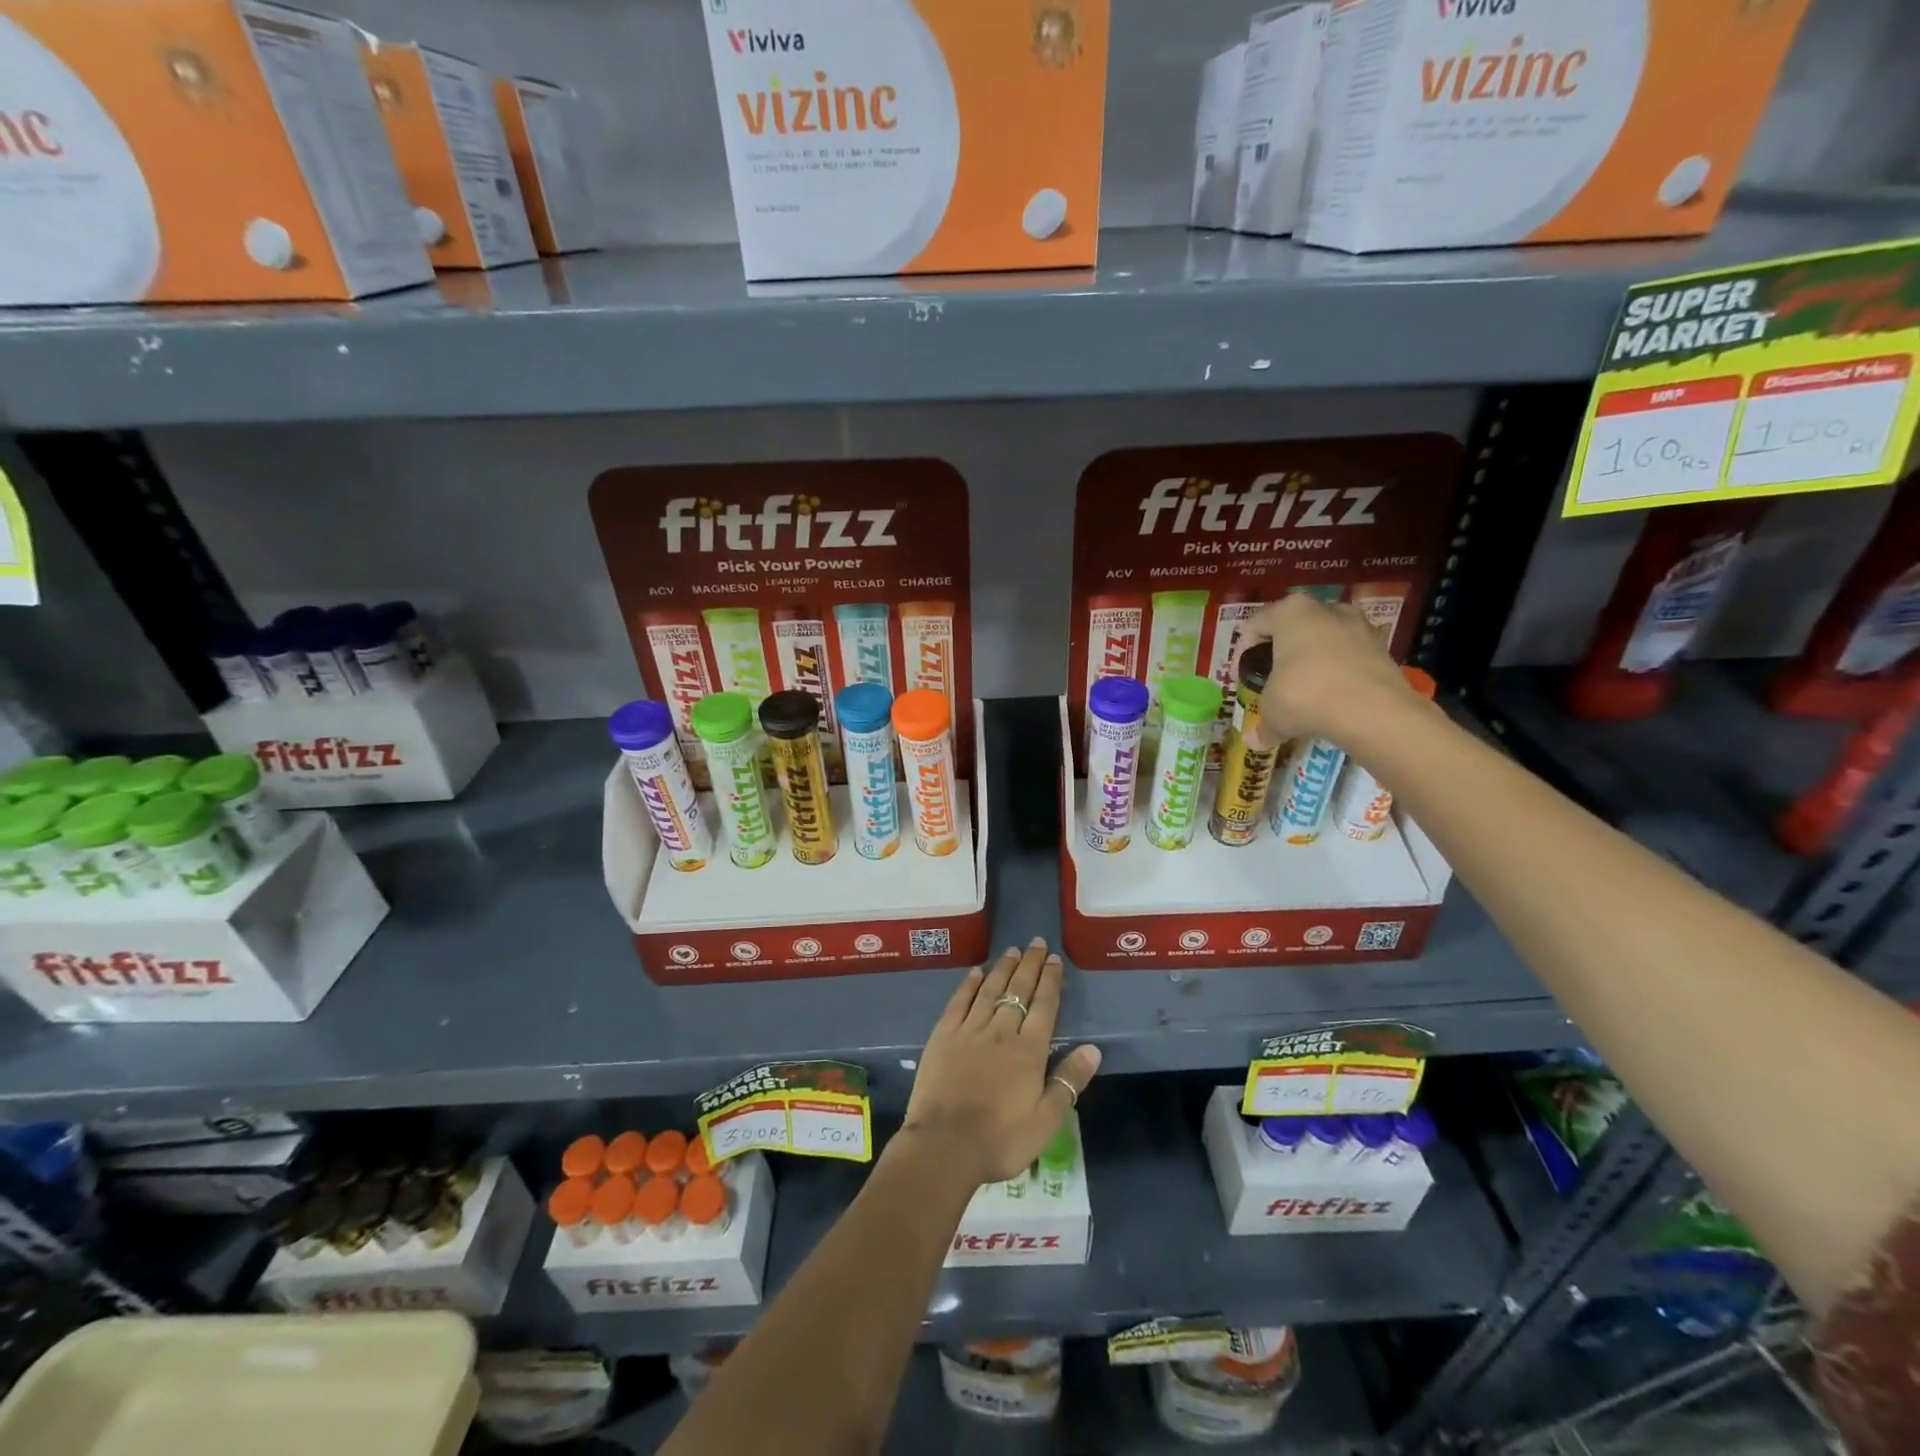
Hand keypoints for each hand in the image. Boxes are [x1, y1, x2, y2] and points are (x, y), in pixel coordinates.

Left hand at [899, 940, 1101, 1186]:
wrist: (944, 1146)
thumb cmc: (1001, 1139)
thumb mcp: (1046, 1121)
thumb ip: (1069, 1082)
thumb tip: (1092, 1049)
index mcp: (1029, 1050)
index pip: (1044, 1006)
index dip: (1051, 980)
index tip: (1055, 959)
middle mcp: (1001, 1031)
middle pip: (1019, 990)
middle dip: (1030, 965)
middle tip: (1037, 943)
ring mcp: (969, 1030)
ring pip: (990, 990)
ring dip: (1003, 968)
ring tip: (1013, 950)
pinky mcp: (943, 1036)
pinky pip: (959, 1002)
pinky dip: (969, 985)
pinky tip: (976, 972)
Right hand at [1240, 594, 1424, 748]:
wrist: (1372, 710)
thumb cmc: (1307, 695)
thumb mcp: (1273, 711)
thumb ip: (1263, 723)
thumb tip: (1254, 741)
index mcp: (1290, 613)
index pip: (1255, 624)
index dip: (1242, 651)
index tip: (1242, 675)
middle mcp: (1325, 609)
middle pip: (1293, 627)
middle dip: (1282, 651)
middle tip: (1273, 678)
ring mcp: (1358, 624)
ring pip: (1325, 639)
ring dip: (1313, 660)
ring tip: (1306, 688)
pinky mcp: (1382, 646)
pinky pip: (1350, 655)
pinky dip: (1339, 671)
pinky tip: (1333, 695)